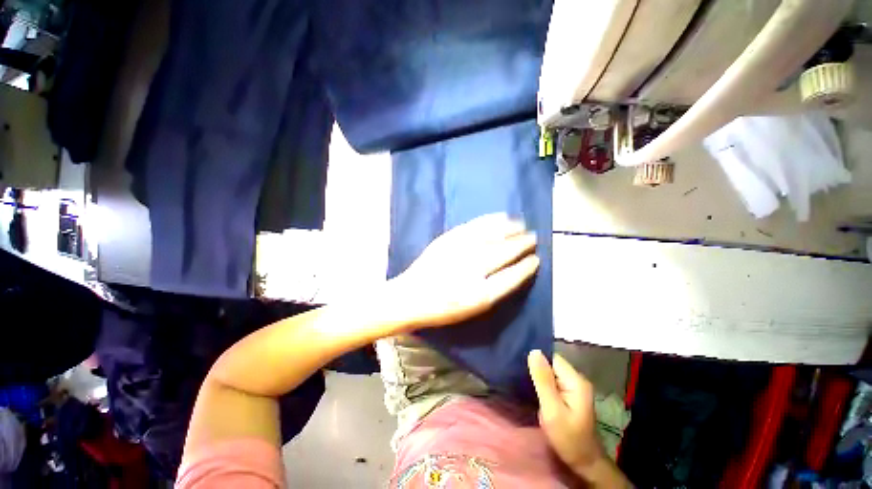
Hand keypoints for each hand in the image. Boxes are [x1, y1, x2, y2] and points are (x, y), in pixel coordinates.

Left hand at [388, 213, 539, 330]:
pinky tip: (500, 216)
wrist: (410, 296)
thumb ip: (494, 292)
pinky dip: (490, 220)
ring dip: (509, 228)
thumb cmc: (441, 308)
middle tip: (534, 237)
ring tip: (522, 224)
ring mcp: (459, 251)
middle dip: (521, 244)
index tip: (537, 259)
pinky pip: (474, 226)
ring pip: (491, 235)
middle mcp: (472, 270)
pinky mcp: (448, 239)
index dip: (526, 267)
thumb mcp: (471, 310)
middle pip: (504, 252)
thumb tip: (514, 273)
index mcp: (479, 294)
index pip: (511, 277)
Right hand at [528, 350, 604, 473]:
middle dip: (536, 366)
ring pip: (551, 371)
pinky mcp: (570, 394)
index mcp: (575, 380)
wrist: (584, 463)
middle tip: (517, 372)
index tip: (519, 362)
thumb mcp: (552, 410)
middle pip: (552, 363)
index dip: (536, 358)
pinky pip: (553, 380)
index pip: (552, 358)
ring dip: (538, 374)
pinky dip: (542, 382)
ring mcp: (574, 387)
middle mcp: (577, 379)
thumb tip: (533, 351)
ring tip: (520, 376)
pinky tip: (531, 386)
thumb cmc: (568, 437)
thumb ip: (543, 380)